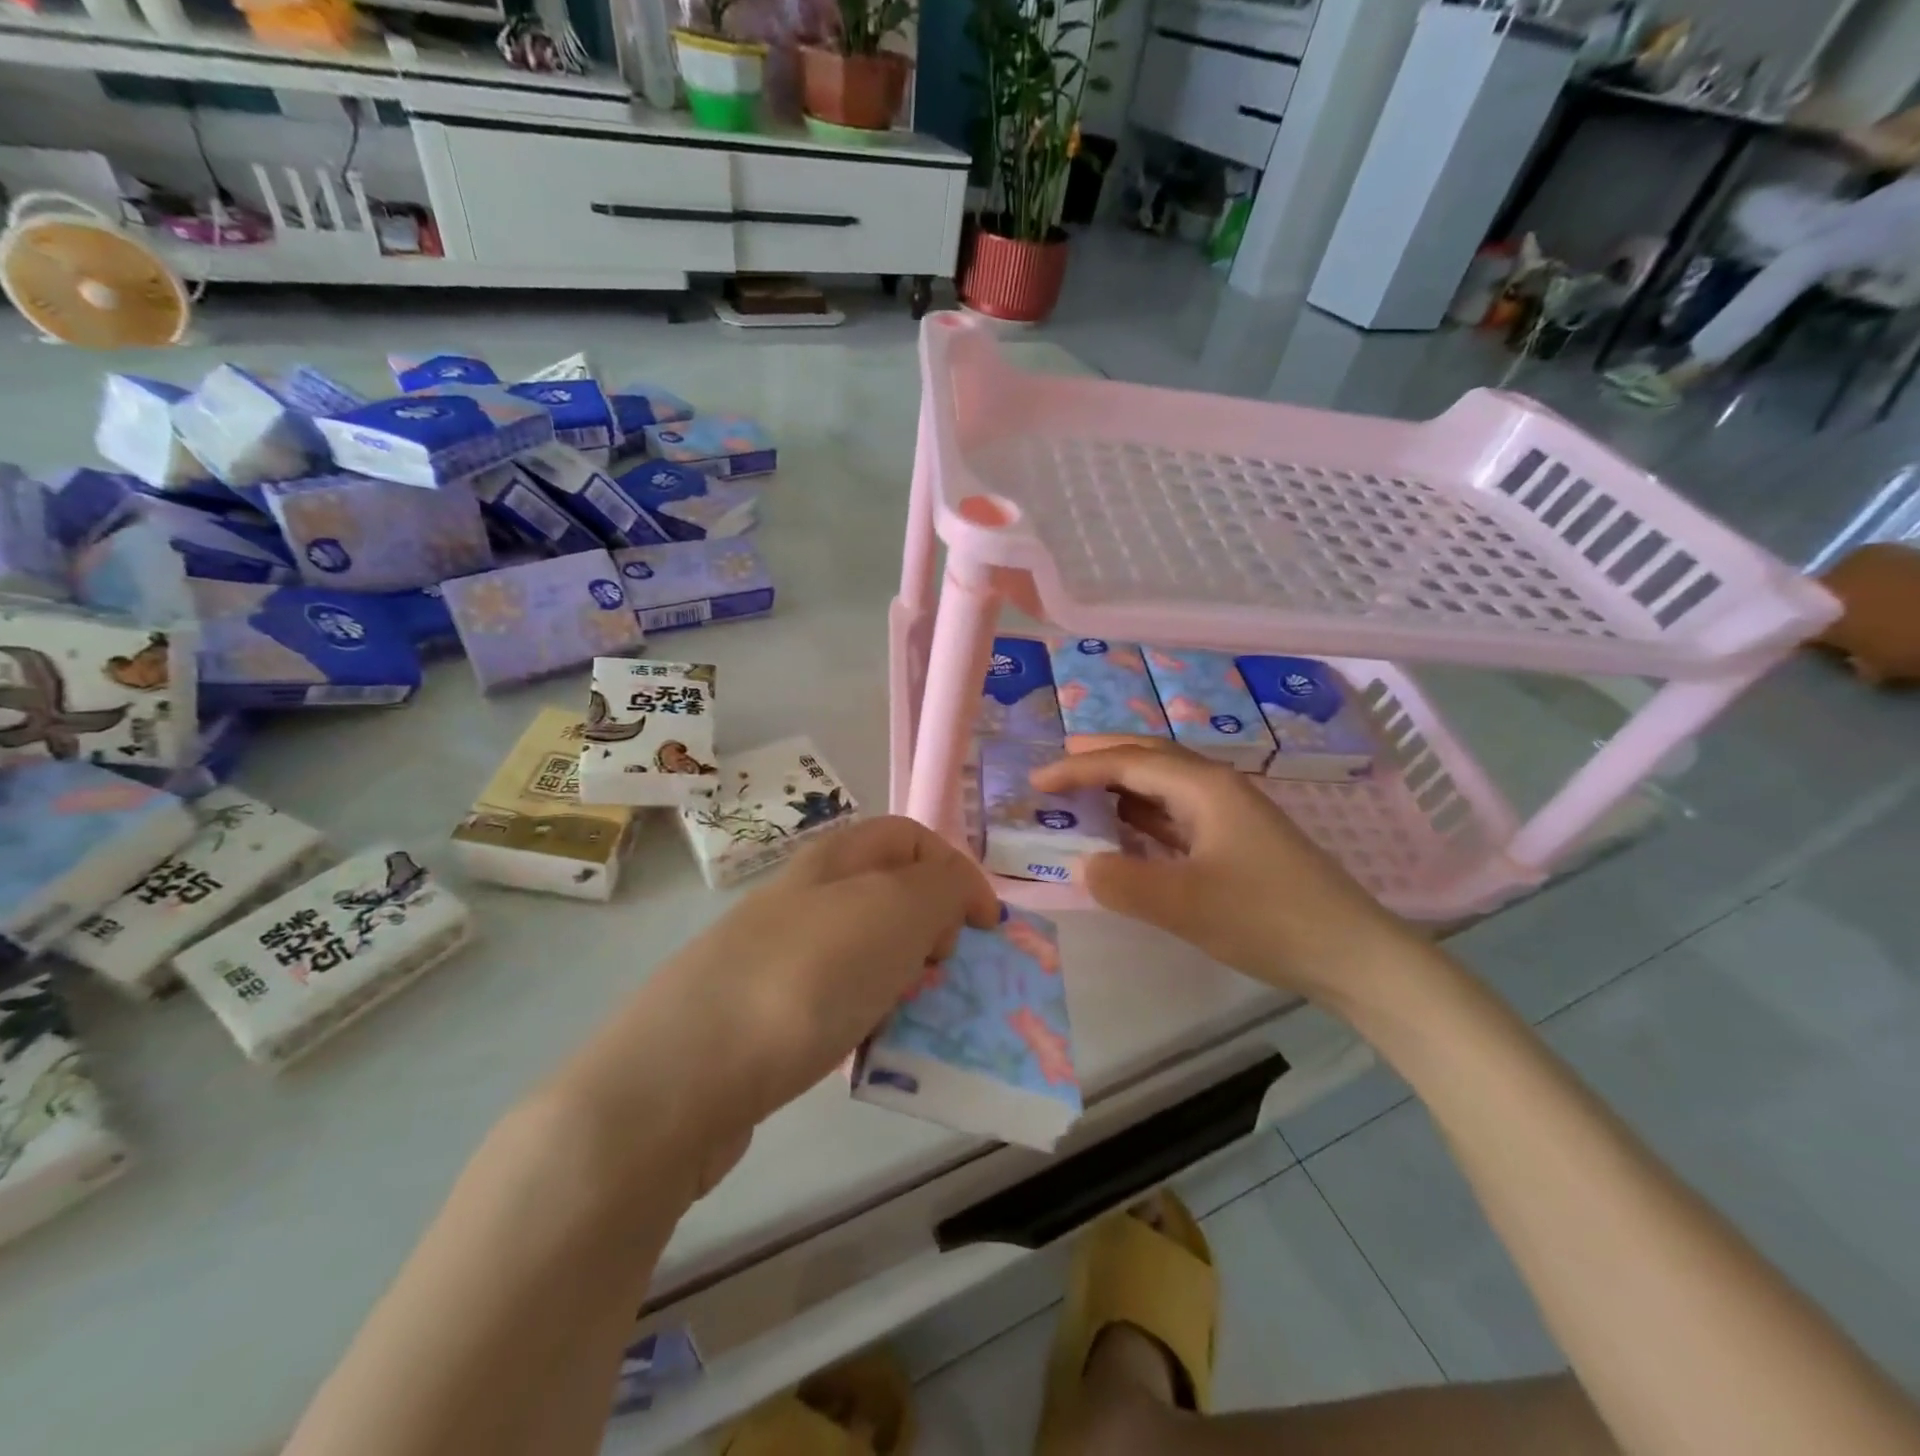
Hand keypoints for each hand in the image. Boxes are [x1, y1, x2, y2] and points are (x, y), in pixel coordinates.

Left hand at [545, 817, 998, 1197]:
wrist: (684, 1073)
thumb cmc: (807, 977)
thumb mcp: (895, 911)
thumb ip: (943, 886)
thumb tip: (953, 893)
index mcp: (836, 858)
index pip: (912, 837)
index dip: (958, 871)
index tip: (986, 927)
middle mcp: (805, 894)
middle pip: (889, 893)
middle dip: (932, 927)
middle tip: (942, 971)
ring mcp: (778, 952)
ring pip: (864, 948)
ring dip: (901, 974)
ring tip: (909, 1013)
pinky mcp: (763, 1009)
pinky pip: (834, 996)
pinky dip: (864, 1012)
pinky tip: (863, 1044)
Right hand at [1032, 742, 1420, 1005]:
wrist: (1353, 954)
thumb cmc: (1267, 918)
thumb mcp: (1184, 904)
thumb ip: (1123, 882)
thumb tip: (1085, 866)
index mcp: (1203, 787)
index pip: (1128, 763)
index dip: (1078, 768)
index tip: (1037, 780)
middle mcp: (1217, 788)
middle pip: (1150, 757)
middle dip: (1103, 756)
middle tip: (1059, 761)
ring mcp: (1231, 815)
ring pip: (1165, 785)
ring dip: (1123, 783)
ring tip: (1085, 790)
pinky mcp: (1238, 842)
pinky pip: (1178, 814)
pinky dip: (1145, 814)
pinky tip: (1131, 830)